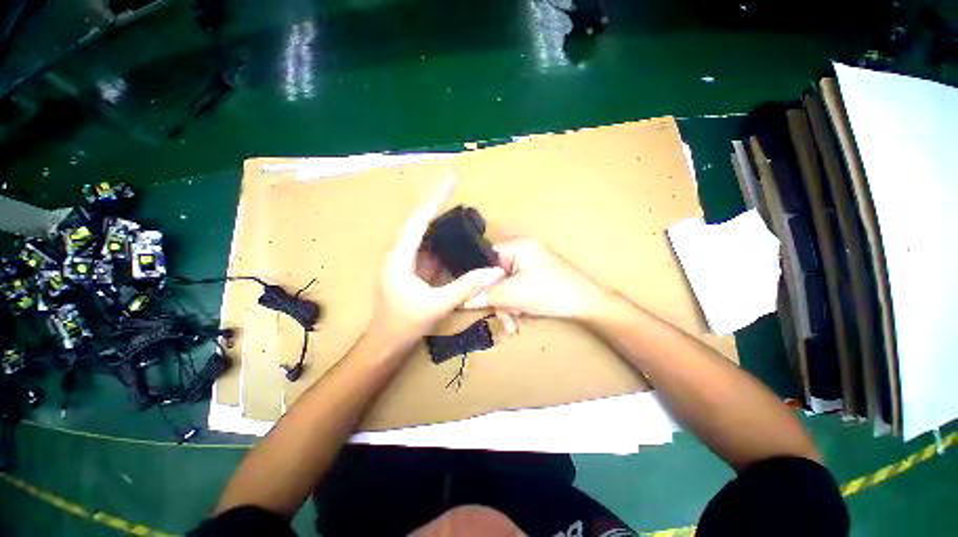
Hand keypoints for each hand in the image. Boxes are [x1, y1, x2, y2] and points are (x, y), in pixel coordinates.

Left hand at [367, 176, 505, 350]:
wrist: (387, 343)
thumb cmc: (406, 324)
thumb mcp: (439, 305)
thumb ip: (467, 287)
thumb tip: (495, 271)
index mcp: (399, 257)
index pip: (418, 220)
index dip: (435, 198)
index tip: (450, 179)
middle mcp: (399, 253)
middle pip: (418, 221)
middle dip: (436, 202)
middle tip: (454, 185)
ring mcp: (405, 261)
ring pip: (422, 234)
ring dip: (438, 220)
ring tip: (457, 208)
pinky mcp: (411, 269)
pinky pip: (427, 248)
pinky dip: (440, 240)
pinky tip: (452, 237)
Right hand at [465, 239, 609, 321]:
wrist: (588, 304)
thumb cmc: (550, 293)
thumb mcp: (513, 295)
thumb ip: (486, 296)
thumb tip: (463, 300)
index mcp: (518, 246)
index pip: (487, 257)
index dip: (479, 278)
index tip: (476, 297)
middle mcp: (524, 251)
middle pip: (498, 276)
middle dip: (499, 300)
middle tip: (503, 319)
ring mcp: (532, 264)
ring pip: (508, 285)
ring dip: (508, 306)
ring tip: (514, 325)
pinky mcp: (538, 277)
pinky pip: (519, 288)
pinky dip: (518, 304)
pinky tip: (521, 318)